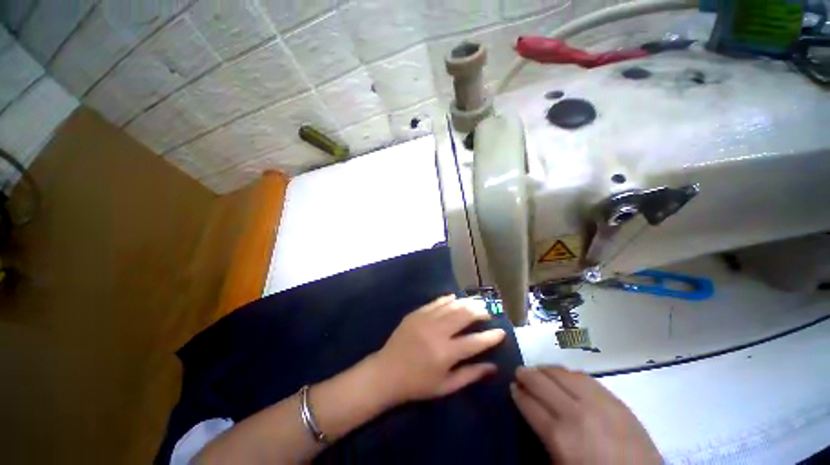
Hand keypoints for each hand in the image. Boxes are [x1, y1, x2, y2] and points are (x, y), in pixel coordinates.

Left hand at [373, 295, 505, 404]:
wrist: (387, 372)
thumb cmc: (418, 384)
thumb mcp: (445, 386)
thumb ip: (470, 375)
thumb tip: (493, 367)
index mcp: (446, 353)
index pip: (475, 341)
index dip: (491, 336)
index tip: (501, 331)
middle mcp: (437, 332)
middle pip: (464, 315)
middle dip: (479, 311)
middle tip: (487, 312)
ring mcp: (425, 319)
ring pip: (451, 305)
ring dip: (466, 302)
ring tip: (475, 303)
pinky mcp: (416, 313)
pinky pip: (435, 302)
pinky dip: (447, 299)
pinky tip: (455, 298)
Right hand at [512, 366, 660, 464]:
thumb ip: (545, 438)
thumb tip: (534, 413)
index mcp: (559, 436)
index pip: (529, 403)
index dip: (517, 393)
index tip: (512, 386)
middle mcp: (575, 413)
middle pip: (542, 382)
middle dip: (526, 375)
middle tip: (519, 373)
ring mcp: (598, 403)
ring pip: (562, 374)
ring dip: (546, 370)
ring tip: (539, 371)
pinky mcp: (615, 400)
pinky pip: (585, 377)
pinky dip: (568, 373)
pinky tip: (564, 376)